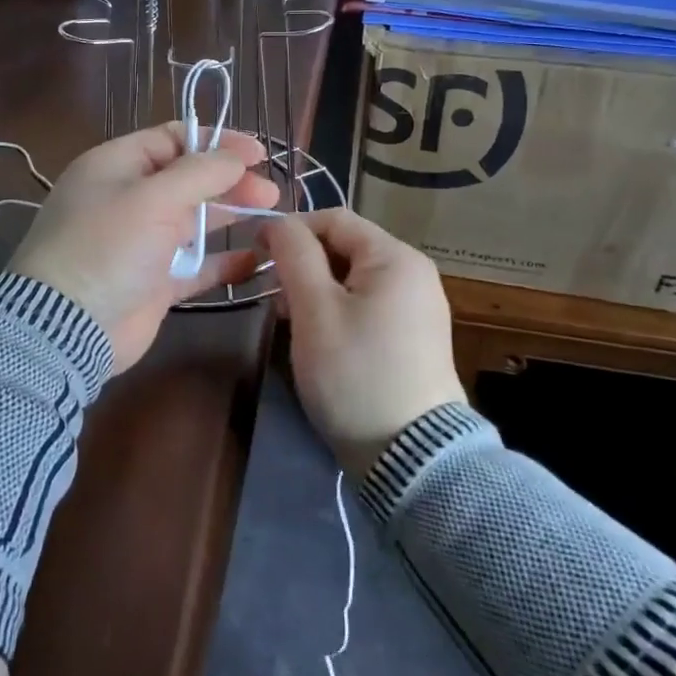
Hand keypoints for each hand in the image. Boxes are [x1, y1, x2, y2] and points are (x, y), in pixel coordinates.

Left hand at [8, 122, 279, 370]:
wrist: (65, 327)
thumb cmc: (107, 247)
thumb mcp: (153, 198)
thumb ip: (200, 172)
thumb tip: (236, 155)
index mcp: (117, 165)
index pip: (173, 139)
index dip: (216, 141)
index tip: (256, 153)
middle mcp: (128, 198)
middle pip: (188, 179)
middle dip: (230, 180)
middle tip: (270, 192)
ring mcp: (141, 242)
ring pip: (194, 220)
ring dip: (230, 216)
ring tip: (273, 216)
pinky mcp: (153, 282)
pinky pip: (195, 265)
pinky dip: (223, 261)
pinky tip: (256, 259)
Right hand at [261, 209, 466, 477]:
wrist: (411, 457)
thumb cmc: (355, 373)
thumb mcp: (314, 310)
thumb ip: (294, 255)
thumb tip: (278, 223)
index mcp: (396, 257)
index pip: (334, 218)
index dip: (291, 229)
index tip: (257, 254)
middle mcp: (414, 273)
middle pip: (345, 247)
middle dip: (303, 265)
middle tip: (275, 300)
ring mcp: (418, 307)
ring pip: (352, 279)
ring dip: (316, 291)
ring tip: (292, 324)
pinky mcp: (415, 337)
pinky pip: (368, 305)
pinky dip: (338, 311)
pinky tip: (321, 341)